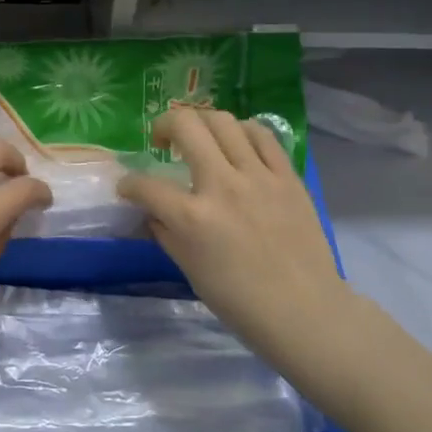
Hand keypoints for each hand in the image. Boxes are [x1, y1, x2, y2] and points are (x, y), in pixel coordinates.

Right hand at [117, 108, 347, 354]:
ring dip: (202, 123)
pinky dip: (242, 131)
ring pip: (223, 121)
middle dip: (162, 125)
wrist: (304, 310)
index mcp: (193, 218)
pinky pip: (262, 135)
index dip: (128, 184)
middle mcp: (222, 186)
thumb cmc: (240, 301)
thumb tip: (152, 211)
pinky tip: (237, 143)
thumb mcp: (190, 269)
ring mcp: (258, 176)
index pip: (146, 186)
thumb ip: (166, 233)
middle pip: (185, 126)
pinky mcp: (287, 175)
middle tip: (162, 140)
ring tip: (200, 138)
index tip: (128, 187)